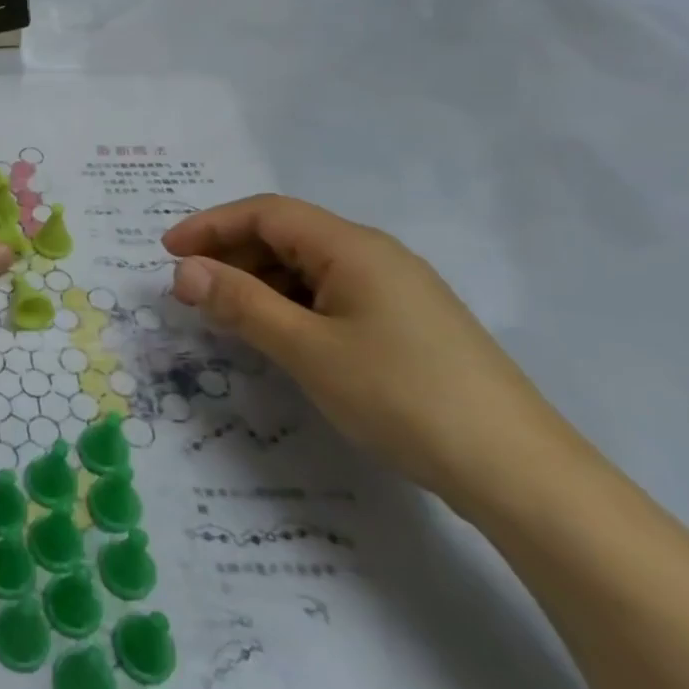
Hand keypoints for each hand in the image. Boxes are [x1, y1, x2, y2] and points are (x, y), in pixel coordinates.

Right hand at [165, 195, 571, 506]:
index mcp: (352, 247)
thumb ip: (240, 303)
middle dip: (231, 255)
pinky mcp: (408, 324)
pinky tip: (279, 336)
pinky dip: (291, 304)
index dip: (210, 225)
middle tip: (191, 291)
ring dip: (259, 282)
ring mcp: (396, 290)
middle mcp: (374, 256)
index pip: (265, 213)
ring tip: (226, 316)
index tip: (166, 251)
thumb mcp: (306, 349)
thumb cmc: (402, 397)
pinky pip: (331, 295)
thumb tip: (183, 269)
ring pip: (308, 267)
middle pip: (286, 235)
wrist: (522, 475)